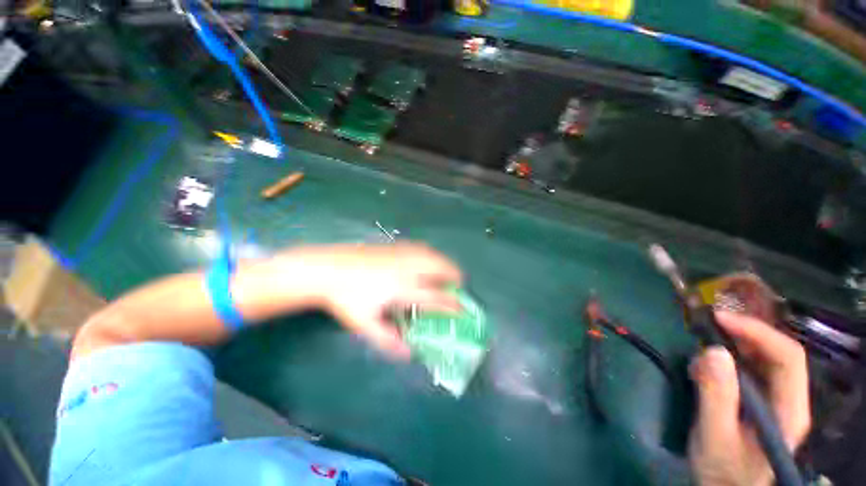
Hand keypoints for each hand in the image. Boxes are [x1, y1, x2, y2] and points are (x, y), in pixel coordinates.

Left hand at [292, 243, 462, 359]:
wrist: (328, 269)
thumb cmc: (346, 298)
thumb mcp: (365, 324)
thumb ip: (388, 340)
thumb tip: (408, 354)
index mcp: (402, 289)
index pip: (436, 297)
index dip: (453, 304)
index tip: (463, 310)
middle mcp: (407, 269)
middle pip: (441, 268)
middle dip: (455, 276)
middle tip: (459, 286)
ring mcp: (402, 254)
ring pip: (433, 255)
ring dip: (445, 263)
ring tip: (448, 272)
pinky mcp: (395, 246)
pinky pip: (422, 247)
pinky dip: (432, 254)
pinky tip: (429, 258)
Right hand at [689, 311, 810, 485]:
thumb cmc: (722, 469)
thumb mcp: (714, 435)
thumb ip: (716, 395)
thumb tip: (712, 350)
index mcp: (789, 410)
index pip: (788, 357)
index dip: (758, 332)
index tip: (719, 320)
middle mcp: (789, 400)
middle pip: (777, 353)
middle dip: (743, 334)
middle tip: (706, 327)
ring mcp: (776, 401)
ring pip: (762, 360)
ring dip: (732, 347)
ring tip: (700, 352)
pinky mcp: (761, 402)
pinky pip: (749, 370)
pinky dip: (726, 361)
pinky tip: (704, 370)